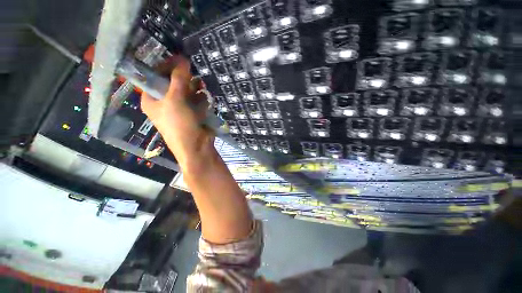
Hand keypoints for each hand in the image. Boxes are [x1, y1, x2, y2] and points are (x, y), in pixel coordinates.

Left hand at [140, 56, 213, 166]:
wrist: (196, 147)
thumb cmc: (179, 124)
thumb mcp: (175, 100)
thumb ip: (178, 79)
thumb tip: (183, 60)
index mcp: (152, 99)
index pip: (155, 76)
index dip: (166, 67)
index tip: (180, 60)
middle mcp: (165, 103)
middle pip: (173, 84)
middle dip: (184, 80)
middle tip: (192, 77)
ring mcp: (181, 109)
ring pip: (188, 92)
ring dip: (195, 90)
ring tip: (201, 90)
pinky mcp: (193, 114)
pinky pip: (197, 102)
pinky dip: (201, 101)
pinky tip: (204, 105)